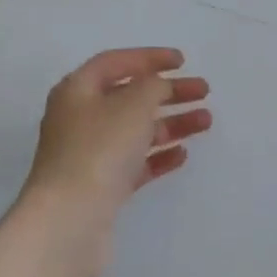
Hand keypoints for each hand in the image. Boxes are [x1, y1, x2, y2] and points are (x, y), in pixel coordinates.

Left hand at [17, 49, 210, 276]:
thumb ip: (153, 87)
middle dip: (168, 92)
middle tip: (203, 92)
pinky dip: (159, 155)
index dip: (149, 57)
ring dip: (172, 123)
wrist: (70, 219)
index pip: (115, 63)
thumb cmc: (100, 150)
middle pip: (130, 97)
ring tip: (206, 122)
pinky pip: (135, 162)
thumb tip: (158, 87)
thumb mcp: (133, 105)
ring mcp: (91, 155)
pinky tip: (182, 154)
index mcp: (78, 91)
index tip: (183, 61)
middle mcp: (80, 119)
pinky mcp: (102, 186)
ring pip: (136, 131)